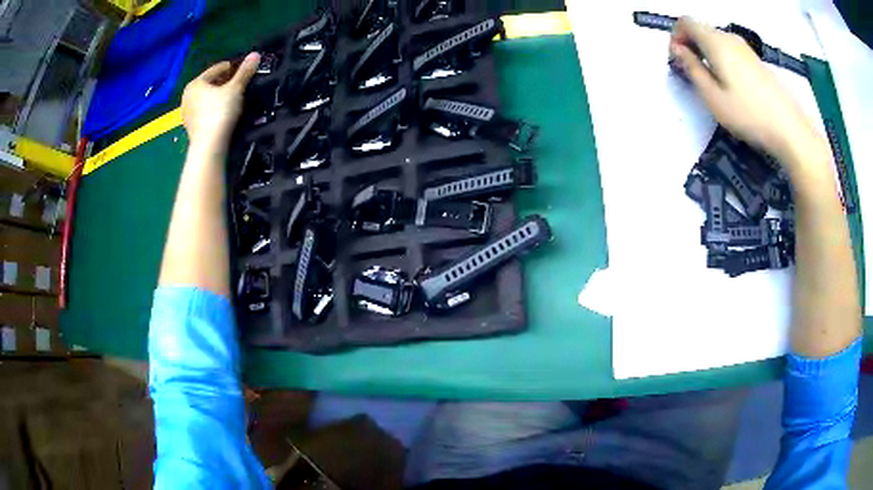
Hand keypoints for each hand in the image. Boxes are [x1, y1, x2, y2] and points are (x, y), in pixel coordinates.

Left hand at [181, 52, 260, 149]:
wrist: (209, 146)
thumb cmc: (220, 112)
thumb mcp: (235, 89)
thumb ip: (245, 71)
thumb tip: (256, 54)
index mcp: (196, 83)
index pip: (216, 69)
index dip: (232, 67)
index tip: (244, 70)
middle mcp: (187, 96)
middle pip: (210, 83)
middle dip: (224, 82)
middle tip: (240, 84)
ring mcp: (187, 113)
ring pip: (206, 98)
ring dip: (218, 96)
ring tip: (233, 98)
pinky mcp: (190, 127)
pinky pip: (204, 111)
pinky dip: (213, 108)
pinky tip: (223, 112)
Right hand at [669, 18, 821, 166]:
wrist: (796, 137)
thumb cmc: (753, 120)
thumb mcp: (714, 99)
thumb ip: (692, 70)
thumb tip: (678, 51)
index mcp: (719, 43)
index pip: (687, 23)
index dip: (676, 36)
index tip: (675, 59)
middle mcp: (734, 42)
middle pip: (704, 32)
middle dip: (691, 47)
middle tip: (691, 75)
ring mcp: (751, 55)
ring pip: (720, 44)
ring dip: (709, 57)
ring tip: (713, 87)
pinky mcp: (763, 69)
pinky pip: (736, 56)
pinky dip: (726, 65)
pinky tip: (735, 90)